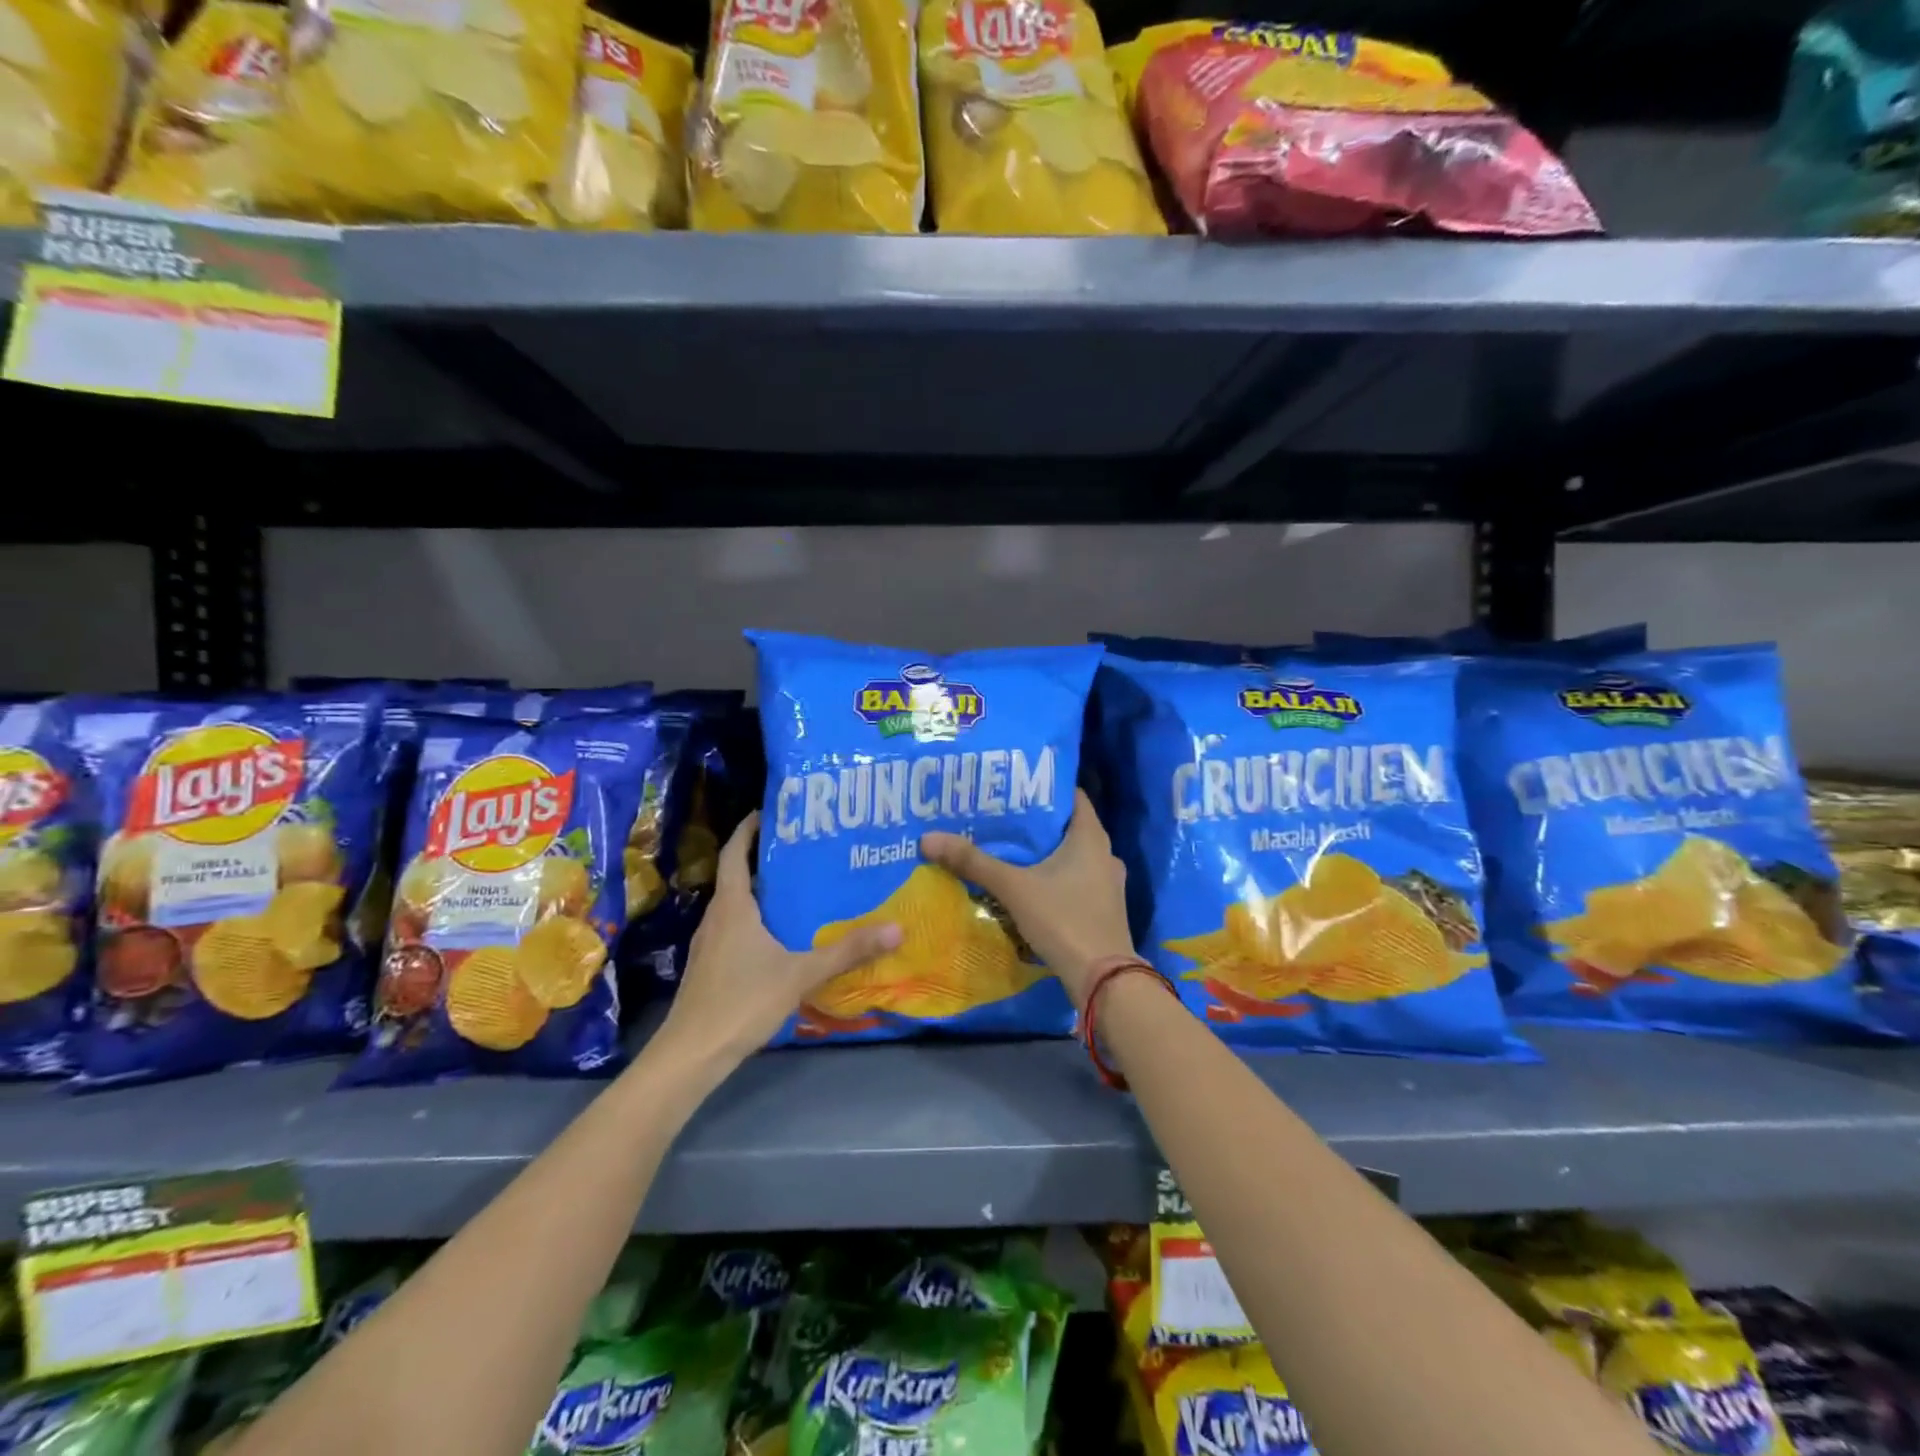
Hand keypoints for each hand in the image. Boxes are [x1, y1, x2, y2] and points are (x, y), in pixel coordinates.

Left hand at [658, 812, 901, 1067]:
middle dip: (767, 859)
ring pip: (737, 904)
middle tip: (806, 850)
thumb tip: (896, 927)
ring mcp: (710, 944)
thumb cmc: (741, 1001)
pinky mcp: (711, 967)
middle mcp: (717, 917)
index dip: (749, 828)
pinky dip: (757, 920)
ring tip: (801, 888)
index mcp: (732, 906)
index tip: (771, 811)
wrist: (691, 1055)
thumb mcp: (800, 974)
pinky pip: (735, 929)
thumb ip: (847, 952)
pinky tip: (782, 936)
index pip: (735, 852)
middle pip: (738, 875)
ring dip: (762, 891)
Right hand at [921, 790, 1134, 1008]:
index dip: (1044, 788)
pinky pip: (1075, 881)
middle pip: (1067, 827)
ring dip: (1044, 853)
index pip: (1071, 796)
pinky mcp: (1103, 909)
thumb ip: (974, 862)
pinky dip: (1053, 878)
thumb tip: (928, 838)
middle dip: (1035, 823)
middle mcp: (1105, 854)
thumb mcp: (1014, 888)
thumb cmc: (1064, 920)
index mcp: (1091, 837)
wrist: (1104, 981)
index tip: (1012, 786)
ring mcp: (1107, 884)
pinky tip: (1027, 885)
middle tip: (1000, 816)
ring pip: (1071, 856)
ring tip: (1008, 849)